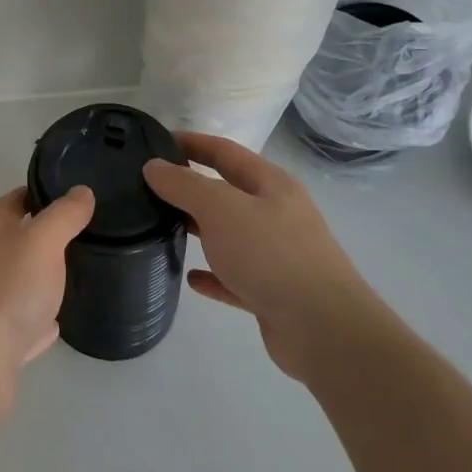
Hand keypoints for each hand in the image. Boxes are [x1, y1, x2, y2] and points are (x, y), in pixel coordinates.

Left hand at [0, 186, 94, 417]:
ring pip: (18, 283)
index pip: (12, 201)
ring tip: (73, 274)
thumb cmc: (8, 287)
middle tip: (79, 234)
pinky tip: (55, 322)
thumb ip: (63, 216)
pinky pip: (22, 323)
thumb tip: (81, 190)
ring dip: (40, 279)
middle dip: (41, 237)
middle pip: (14, 242)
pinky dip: (38, 320)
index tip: (64, 192)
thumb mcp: (42, 241)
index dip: (35, 193)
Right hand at [143, 133, 375, 382]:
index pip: (225, 152)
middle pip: (226, 192)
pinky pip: (233, 277)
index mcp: (271, 185)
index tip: (155, 141)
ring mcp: (276, 255)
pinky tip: (190, 277)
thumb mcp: (221, 208)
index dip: (192, 142)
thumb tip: (153, 166)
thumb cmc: (271, 254)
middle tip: (148, 187)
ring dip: (198, 229)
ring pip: (229, 234)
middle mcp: (276, 214)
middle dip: (190, 187)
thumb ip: (184, 185)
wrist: (324, 330)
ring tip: (159, 227)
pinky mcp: (271, 293)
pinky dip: (212, 274)